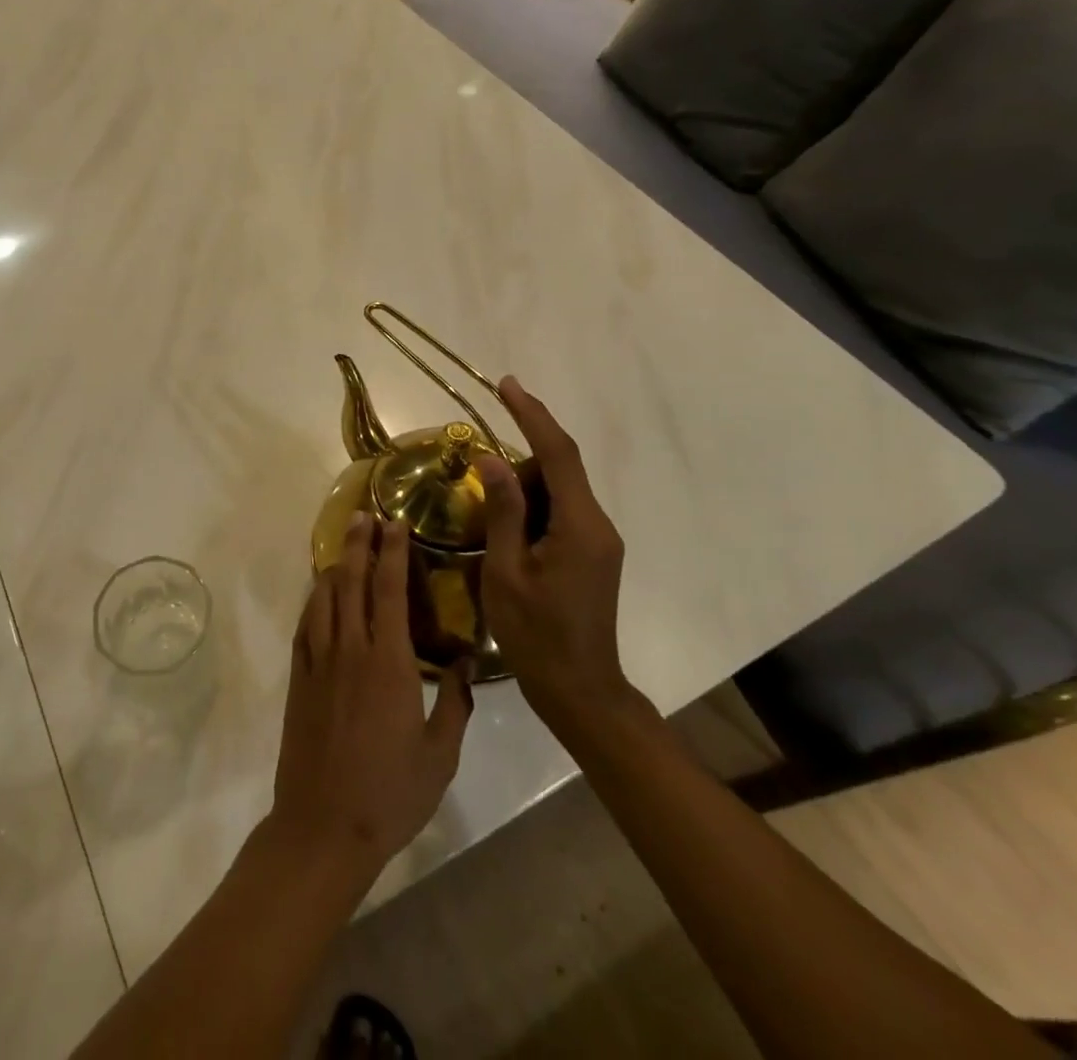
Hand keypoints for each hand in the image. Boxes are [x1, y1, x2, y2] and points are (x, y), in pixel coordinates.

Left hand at [267, 514, 472, 888]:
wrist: (324, 825)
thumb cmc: (390, 793)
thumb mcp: (440, 755)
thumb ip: (454, 704)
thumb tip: (463, 662)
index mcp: (389, 662)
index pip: (390, 590)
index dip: (393, 552)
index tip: (395, 523)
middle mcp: (351, 648)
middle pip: (353, 580)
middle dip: (359, 543)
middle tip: (365, 515)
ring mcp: (319, 660)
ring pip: (325, 596)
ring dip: (336, 564)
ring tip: (345, 542)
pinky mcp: (299, 676)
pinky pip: (305, 623)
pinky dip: (313, 598)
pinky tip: (320, 591)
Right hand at [477, 375, 636, 745]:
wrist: (580, 690)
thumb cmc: (536, 636)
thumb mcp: (507, 571)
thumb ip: (502, 511)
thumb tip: (491, 458)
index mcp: (580, 525)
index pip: (558, 453)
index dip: (532, 414)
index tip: (506, 385)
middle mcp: (598, 524)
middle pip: (558, 470)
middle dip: (518, 461)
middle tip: (478, 476)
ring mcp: (598, 540)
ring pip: (558, 491)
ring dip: (522, 489)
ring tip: (489, 517)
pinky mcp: (592, 554)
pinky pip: (561, 513)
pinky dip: (532, 508)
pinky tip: (507, 531)